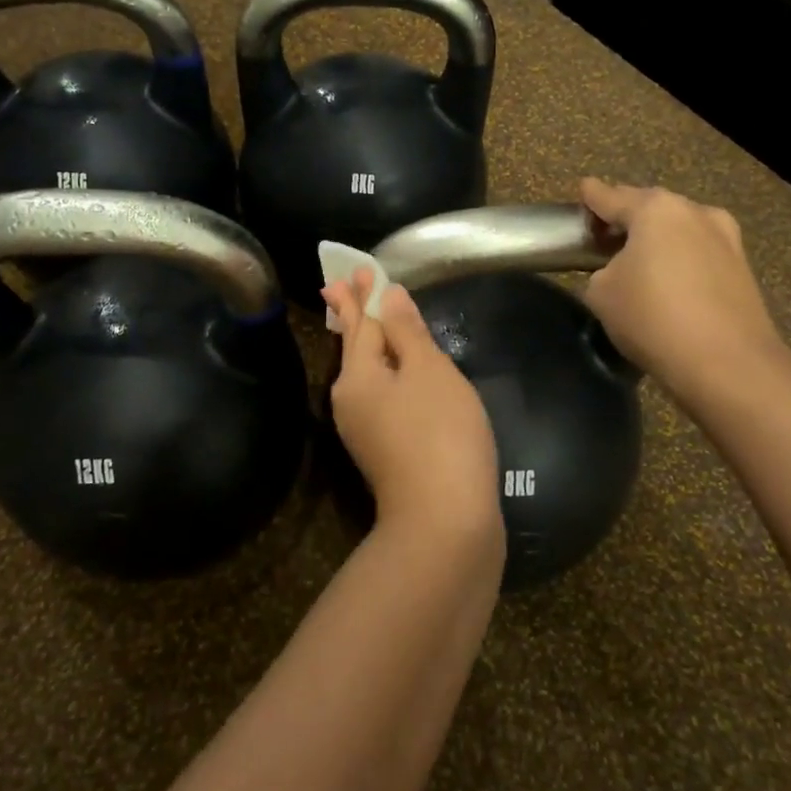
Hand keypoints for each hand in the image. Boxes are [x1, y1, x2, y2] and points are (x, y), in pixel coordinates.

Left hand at [322, 267, 500, 543]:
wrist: (444, 520)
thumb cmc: (440, 433)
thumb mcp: (429, 371)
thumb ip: (407, 332)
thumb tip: (387, 297)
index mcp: (357, 374)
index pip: (360, 322)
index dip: (362, 294)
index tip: (355, 270)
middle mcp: (350, 399)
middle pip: (355, 347)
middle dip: (355, 315)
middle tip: (346, 286)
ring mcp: (363, 429)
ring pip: (366, 374)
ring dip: (370, 344)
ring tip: (371, 322)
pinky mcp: (382, 451)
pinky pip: (379, 396)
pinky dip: (386, 373)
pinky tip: (397, 374)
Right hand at [579, 177, 787, 406]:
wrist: (727, 363)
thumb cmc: (652, 317)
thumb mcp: (601, 293)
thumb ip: (601, 270)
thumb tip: (618, 271)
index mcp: (655, 209)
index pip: (610, 196)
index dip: (591, 196)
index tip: (582, 191)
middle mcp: (694, 211)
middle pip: (649, 207)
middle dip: (628, 217)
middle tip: (605, 235)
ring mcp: (725, 237)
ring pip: (679, 229)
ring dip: (658, 239)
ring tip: (639, 261)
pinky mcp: (742, 267)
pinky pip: (699, 253)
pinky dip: (681, 260)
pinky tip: (670, 283)